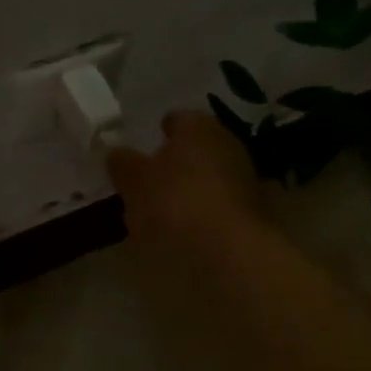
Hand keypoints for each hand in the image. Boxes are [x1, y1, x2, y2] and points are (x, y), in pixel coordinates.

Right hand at [107, 111, 266, 250]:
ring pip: (210, 176)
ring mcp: (245, 178)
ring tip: (165, 209)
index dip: (160, 132)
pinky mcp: (254, 211)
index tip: (147, 147)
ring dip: (192, 187)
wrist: (229, 251)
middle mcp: (227, 143)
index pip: (177, 119)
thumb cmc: (175, 202)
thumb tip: (117, 154)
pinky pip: (219, 203)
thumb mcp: (134, 181)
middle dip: (177, 161)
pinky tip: (187, 228)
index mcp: (198, 127)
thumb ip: (123, 163)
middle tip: (151, 179)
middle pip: (196, 148)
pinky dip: (204, 210)